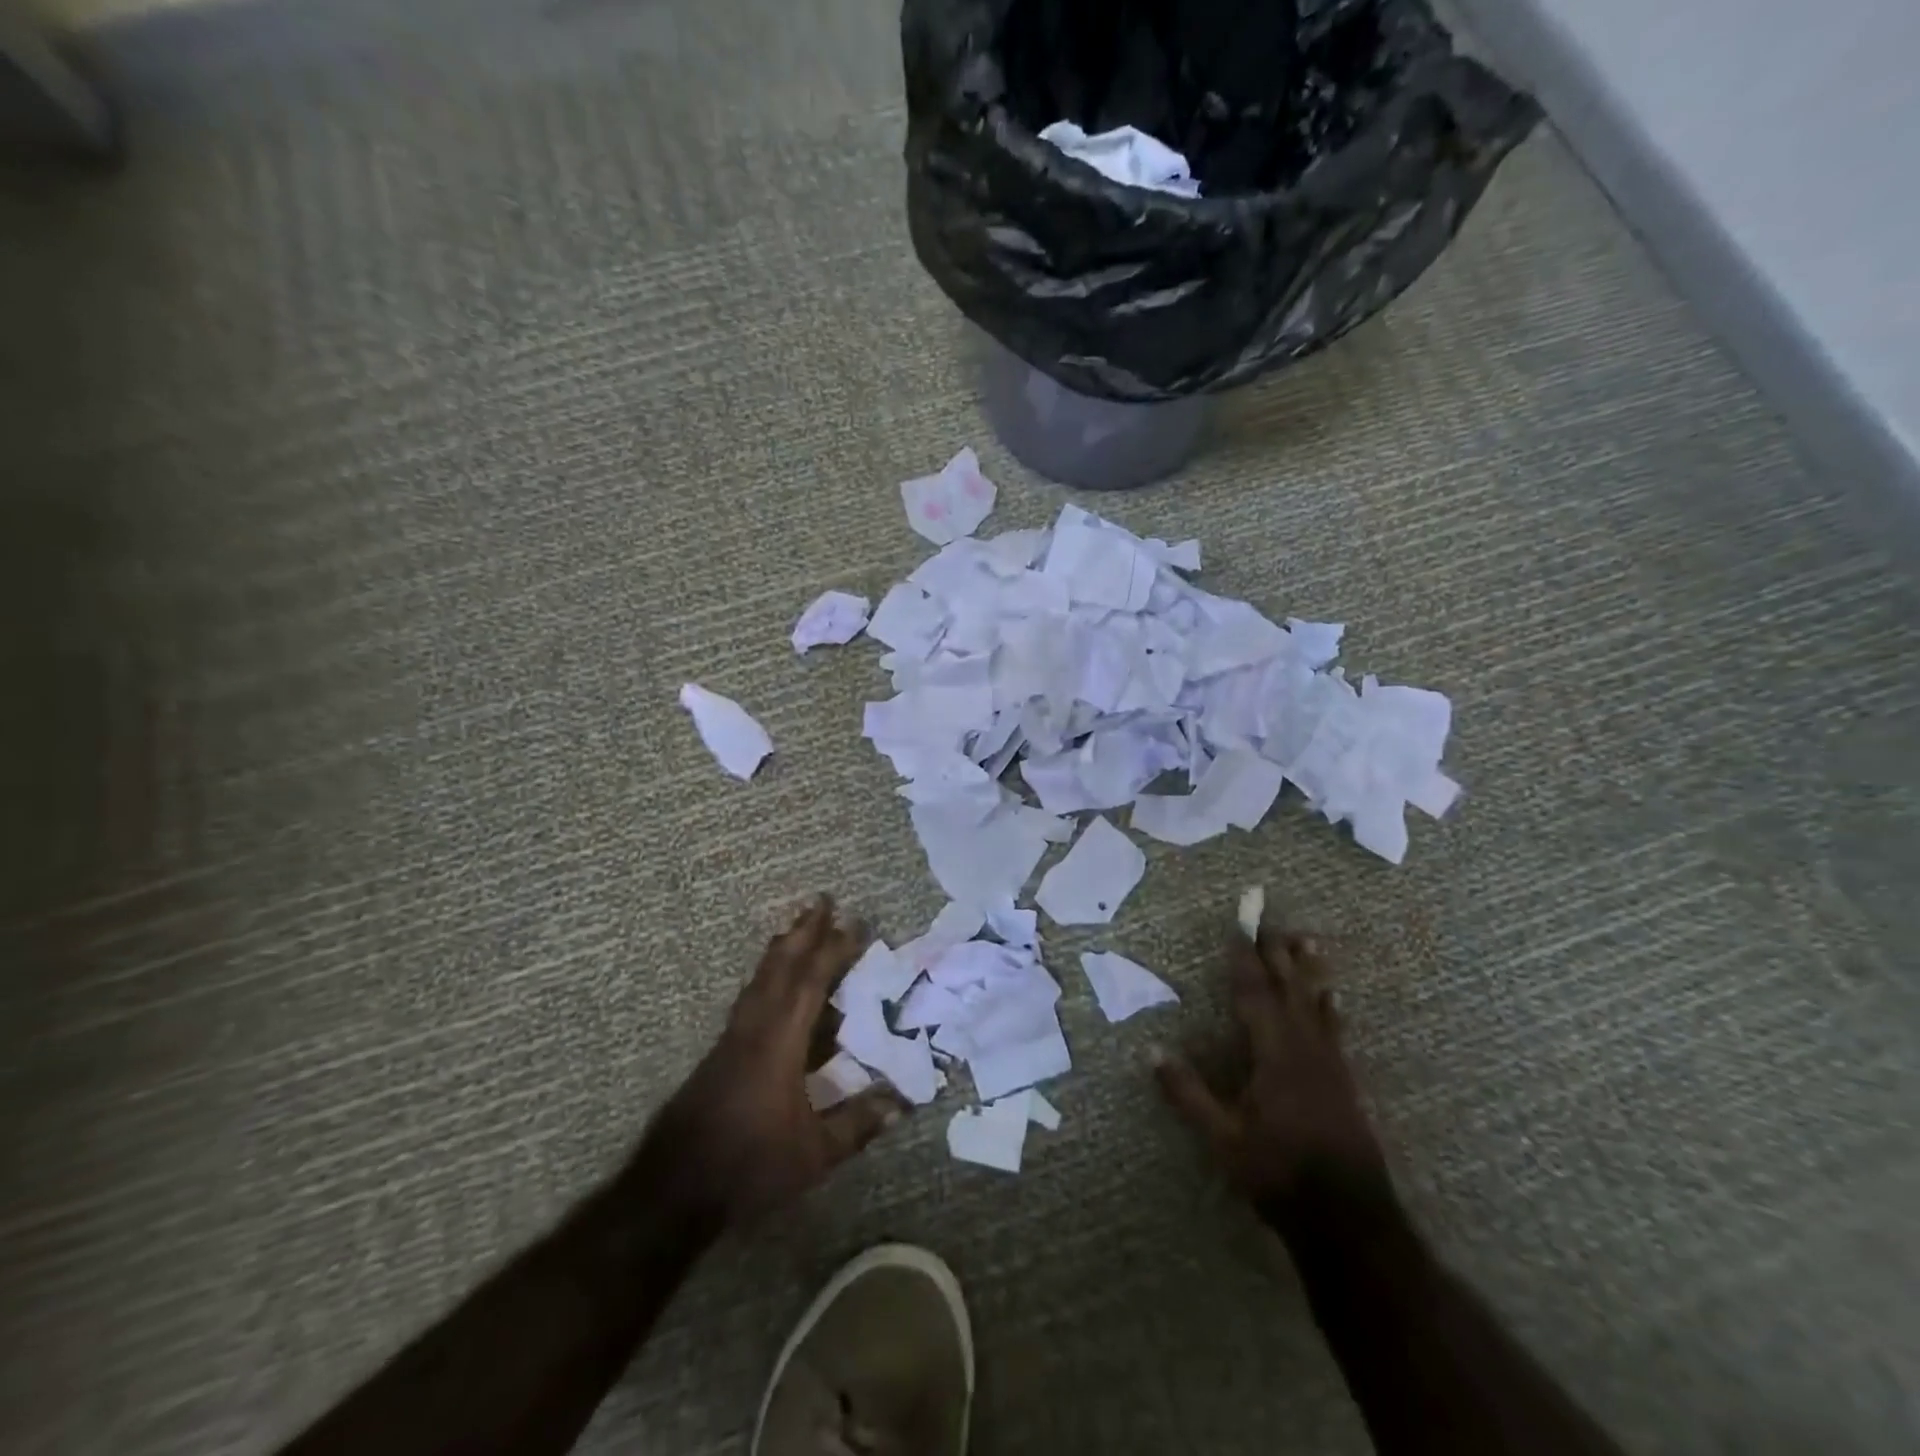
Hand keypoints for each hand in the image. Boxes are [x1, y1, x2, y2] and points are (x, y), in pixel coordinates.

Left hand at [643, 895, 904, 1221]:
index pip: (810, 984)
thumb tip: (903, 1101)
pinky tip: (772, 977)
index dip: (833, 951)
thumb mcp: (813, 1154)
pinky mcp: (721, 1051)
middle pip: (781, 967)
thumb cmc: (748, 1167)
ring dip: (782, 946)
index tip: (854, 923)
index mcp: (779, 1044)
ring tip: (797, 923)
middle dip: (803, 931)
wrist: (674, 1188)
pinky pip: (750, 995)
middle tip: (821, 899)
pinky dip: (767, 972)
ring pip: (761, 978)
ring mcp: (733, 1038)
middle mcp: (754, 1029)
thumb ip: (857, 1124)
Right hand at [1155, 924, 1383, 1207]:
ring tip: (1307, 941)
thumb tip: (1151, 1050)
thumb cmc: (1279, 1173)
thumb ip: (1187, 1093)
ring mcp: (1329, 1064)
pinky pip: (1334, 1028)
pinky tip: (1332, 997)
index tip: (1239, 926)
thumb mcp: (1222, 1139)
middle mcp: (1304, 1048)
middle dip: (1276, 952)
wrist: (1350, 1219)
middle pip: (1288, 989)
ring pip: (1316, 1003)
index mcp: (1273, 1054)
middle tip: (1269, 918)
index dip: (1244, 958)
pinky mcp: (1344, 1081)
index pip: (1253, 994)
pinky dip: (1328, 1005)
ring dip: (1307, 970)